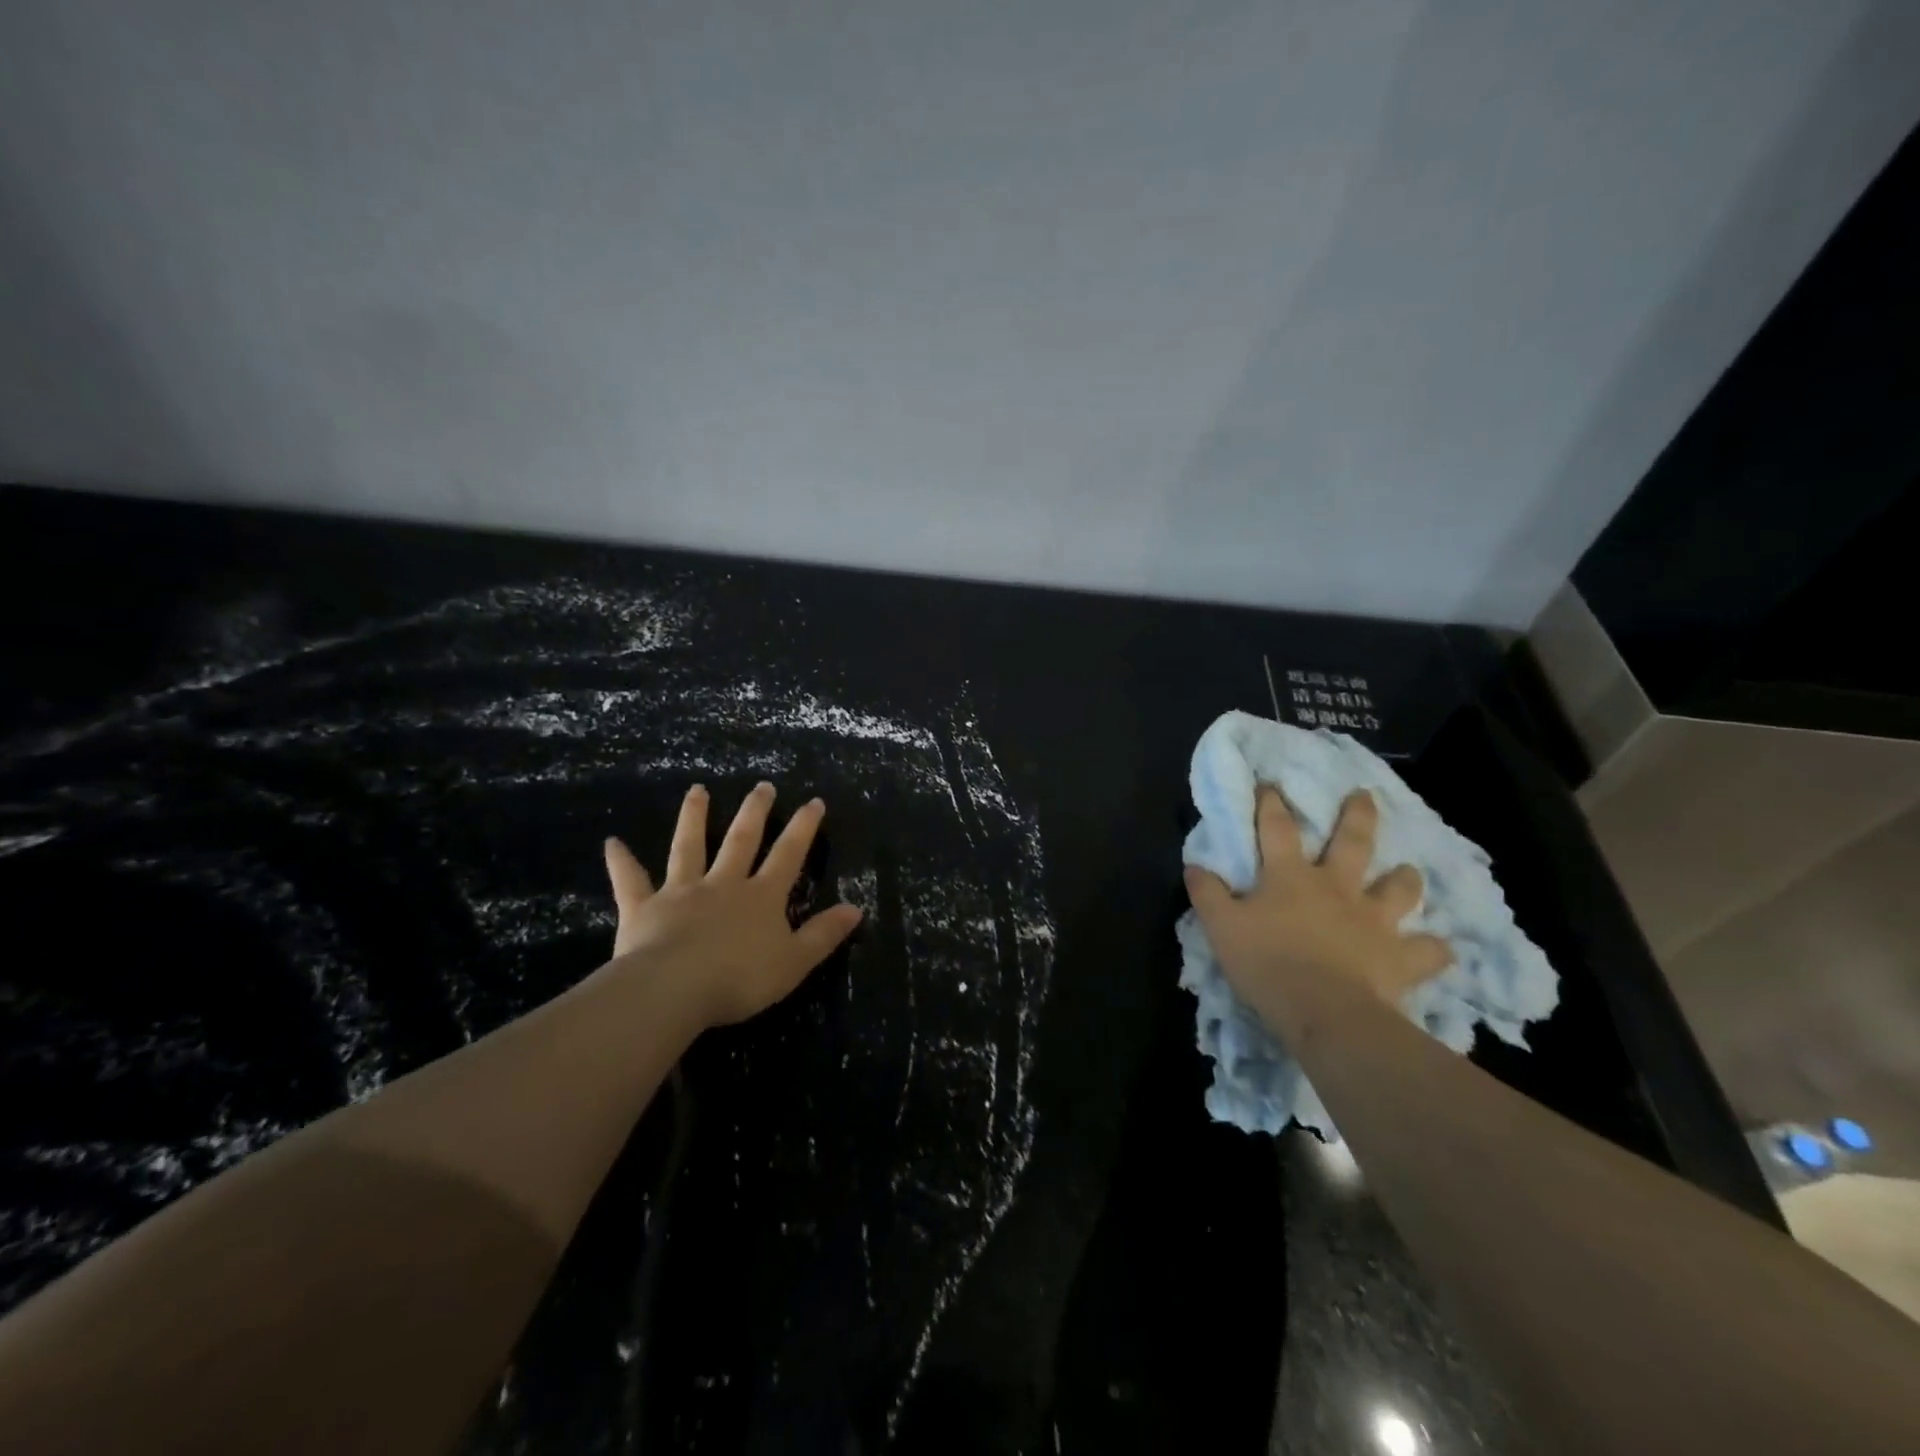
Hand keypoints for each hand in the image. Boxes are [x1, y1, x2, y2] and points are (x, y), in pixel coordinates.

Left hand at [602, 783, 863, 1028]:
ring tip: (697, 790)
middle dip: (754, 812)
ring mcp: (681, 892)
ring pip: (689, 848)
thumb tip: (856, 908)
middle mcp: (723, 884)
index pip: (788, 855)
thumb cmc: (739, 979)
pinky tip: (612, 843)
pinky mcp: (644, 908)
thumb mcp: (795, 962)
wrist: (674, 990)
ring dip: (694, 818)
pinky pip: (631, 881)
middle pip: (741, 840)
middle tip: (762, 786)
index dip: (803, 828)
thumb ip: (823, 935)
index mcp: (761, 897)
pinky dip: (621, 862)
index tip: (813, 801)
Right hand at [1184, 786, 1451, 1024]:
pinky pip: (1428, 951)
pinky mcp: (1400, 957)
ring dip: (1405, 878)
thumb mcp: (1221, 927)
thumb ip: (1208, 894)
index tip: (1271, 784)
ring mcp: (1374, 920)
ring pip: (1398, 889)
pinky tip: (1438, 950)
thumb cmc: (1267, 963)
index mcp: (1290, 877)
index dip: (1271, 804)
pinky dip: (1434, 949)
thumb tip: (1194, 866)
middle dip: (1357, 815)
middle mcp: (1337, 888)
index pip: (1277, 829)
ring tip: (1409, 871)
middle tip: (1364, 795)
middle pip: (1352, 842)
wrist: (1325, 1012)